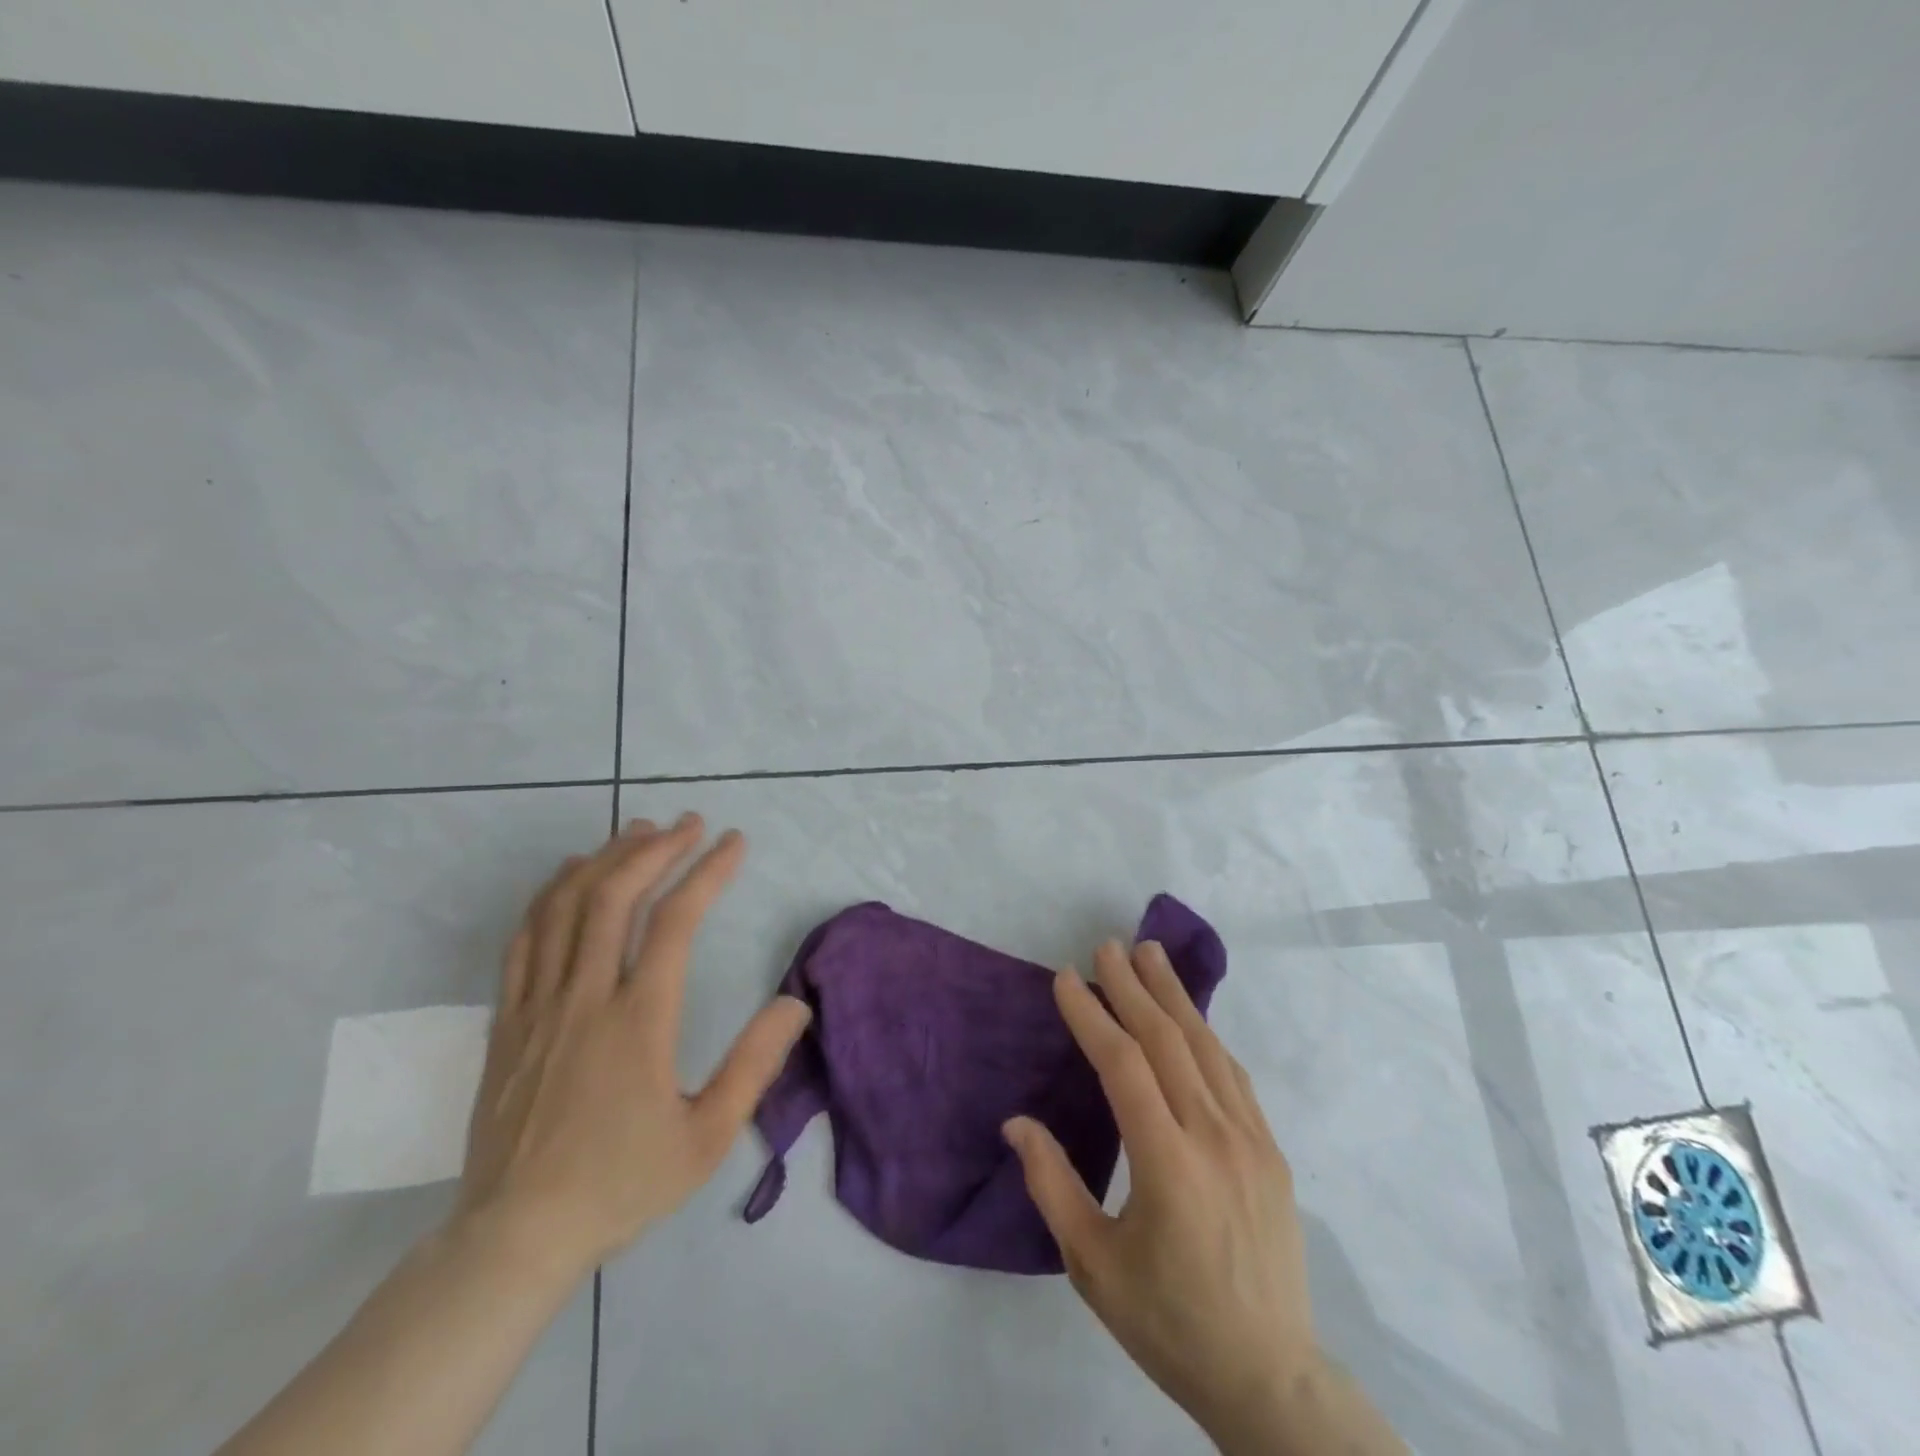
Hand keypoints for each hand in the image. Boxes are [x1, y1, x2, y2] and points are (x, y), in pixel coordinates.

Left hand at [455, 814, 810, 1277]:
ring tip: (639, 832)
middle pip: (616, 896)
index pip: (676, 921)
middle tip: (689, 823)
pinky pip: (525, 938)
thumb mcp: (708, 1136)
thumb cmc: (620, 1184)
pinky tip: (572, 877)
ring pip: (566, 906)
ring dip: (605, 859)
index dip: (709, 871)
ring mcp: (538, 1005)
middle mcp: (586, 997)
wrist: (513, 1238)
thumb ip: (756, 1064)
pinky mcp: (507, 1020)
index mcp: (639, 1021)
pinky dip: (552, 894)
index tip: (734, 842)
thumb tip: (796, 1002)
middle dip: (657, 848)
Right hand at [1004, 941, 1396, 1455]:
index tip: (1066, 978)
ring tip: (1150, 955)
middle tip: (1107, 946)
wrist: (1270, 1379)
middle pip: (1167, 1039)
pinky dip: (1205, 1035)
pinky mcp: (1270, 1151)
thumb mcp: (1093, 1265)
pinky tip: (1190, 1018)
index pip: (1123, 1065)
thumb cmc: (1169, 1323)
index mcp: (1168, 1164)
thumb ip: (1052, 1184)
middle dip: (1132, 987)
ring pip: (1206, 1047)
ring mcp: (1250, 1140)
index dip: (1091, 1016)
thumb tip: (1017, 1122)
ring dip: (1174, 996)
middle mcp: (1214, 1137)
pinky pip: (1232, 1075)